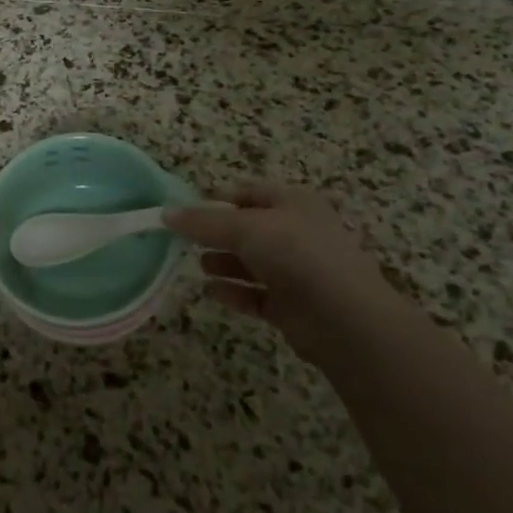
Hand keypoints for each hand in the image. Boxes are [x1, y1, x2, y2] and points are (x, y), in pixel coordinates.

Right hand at [165, 183, 391, 358]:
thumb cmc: (297, 256)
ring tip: (198, 266)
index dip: (218, 199)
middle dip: (218, 233)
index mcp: (293, 203)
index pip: (249, 192)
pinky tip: (211, 292)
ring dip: (224, 262)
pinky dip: (235, 292)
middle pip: (249, 228)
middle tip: (185, 241)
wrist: (346, 320)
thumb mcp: (246, 228)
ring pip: (253, 262)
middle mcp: (297, 233)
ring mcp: (298, 271)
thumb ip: (205, 222)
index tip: (187, 211)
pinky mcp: (294, 307)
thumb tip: (166, 214)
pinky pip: (257, 295)